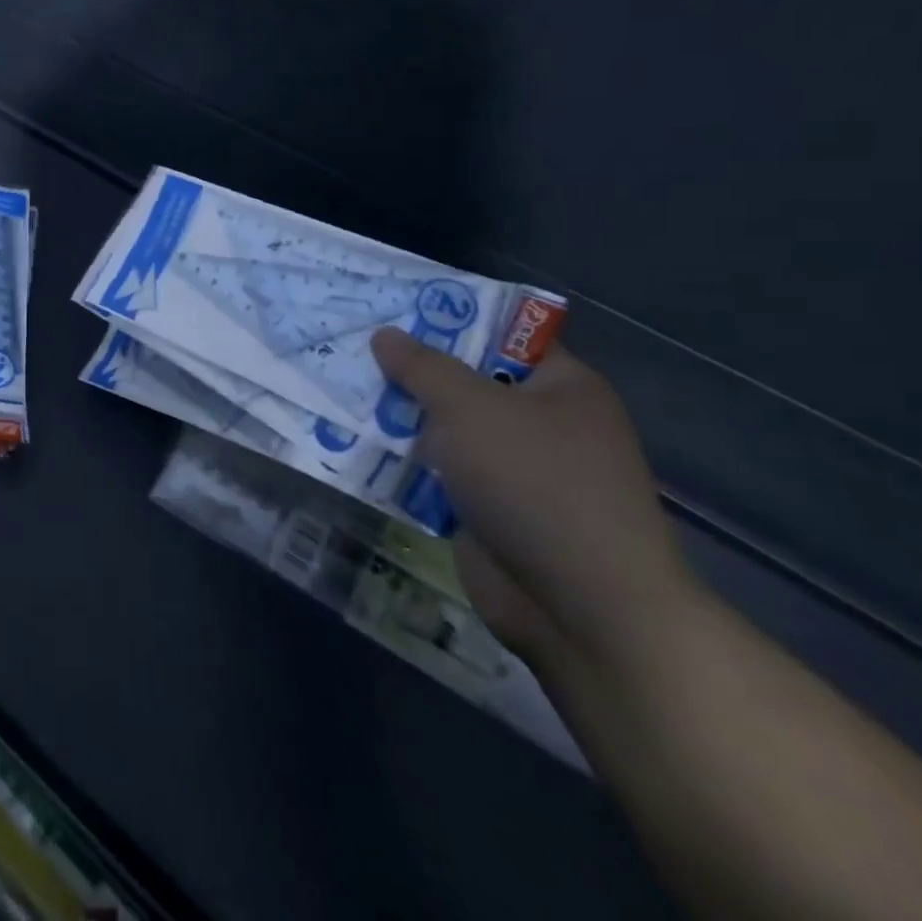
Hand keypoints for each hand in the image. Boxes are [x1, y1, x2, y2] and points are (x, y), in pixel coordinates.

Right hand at [371, 329, 698, 669]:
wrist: (583, 609)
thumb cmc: (536, 484)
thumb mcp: (471, 408)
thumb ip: (423, 367)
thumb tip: (385, 335)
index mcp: (560, 387)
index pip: (500, 335)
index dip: (447, 318)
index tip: (390, 310)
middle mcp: (541, 423)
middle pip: (464, 381)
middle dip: (409, 370)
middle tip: (350, 348)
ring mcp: (514, 470)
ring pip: (444, 429)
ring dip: (399, 417)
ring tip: (339, 390)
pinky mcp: (487, 510)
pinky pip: (436, 472)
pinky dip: (402, 462)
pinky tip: (353, 443)